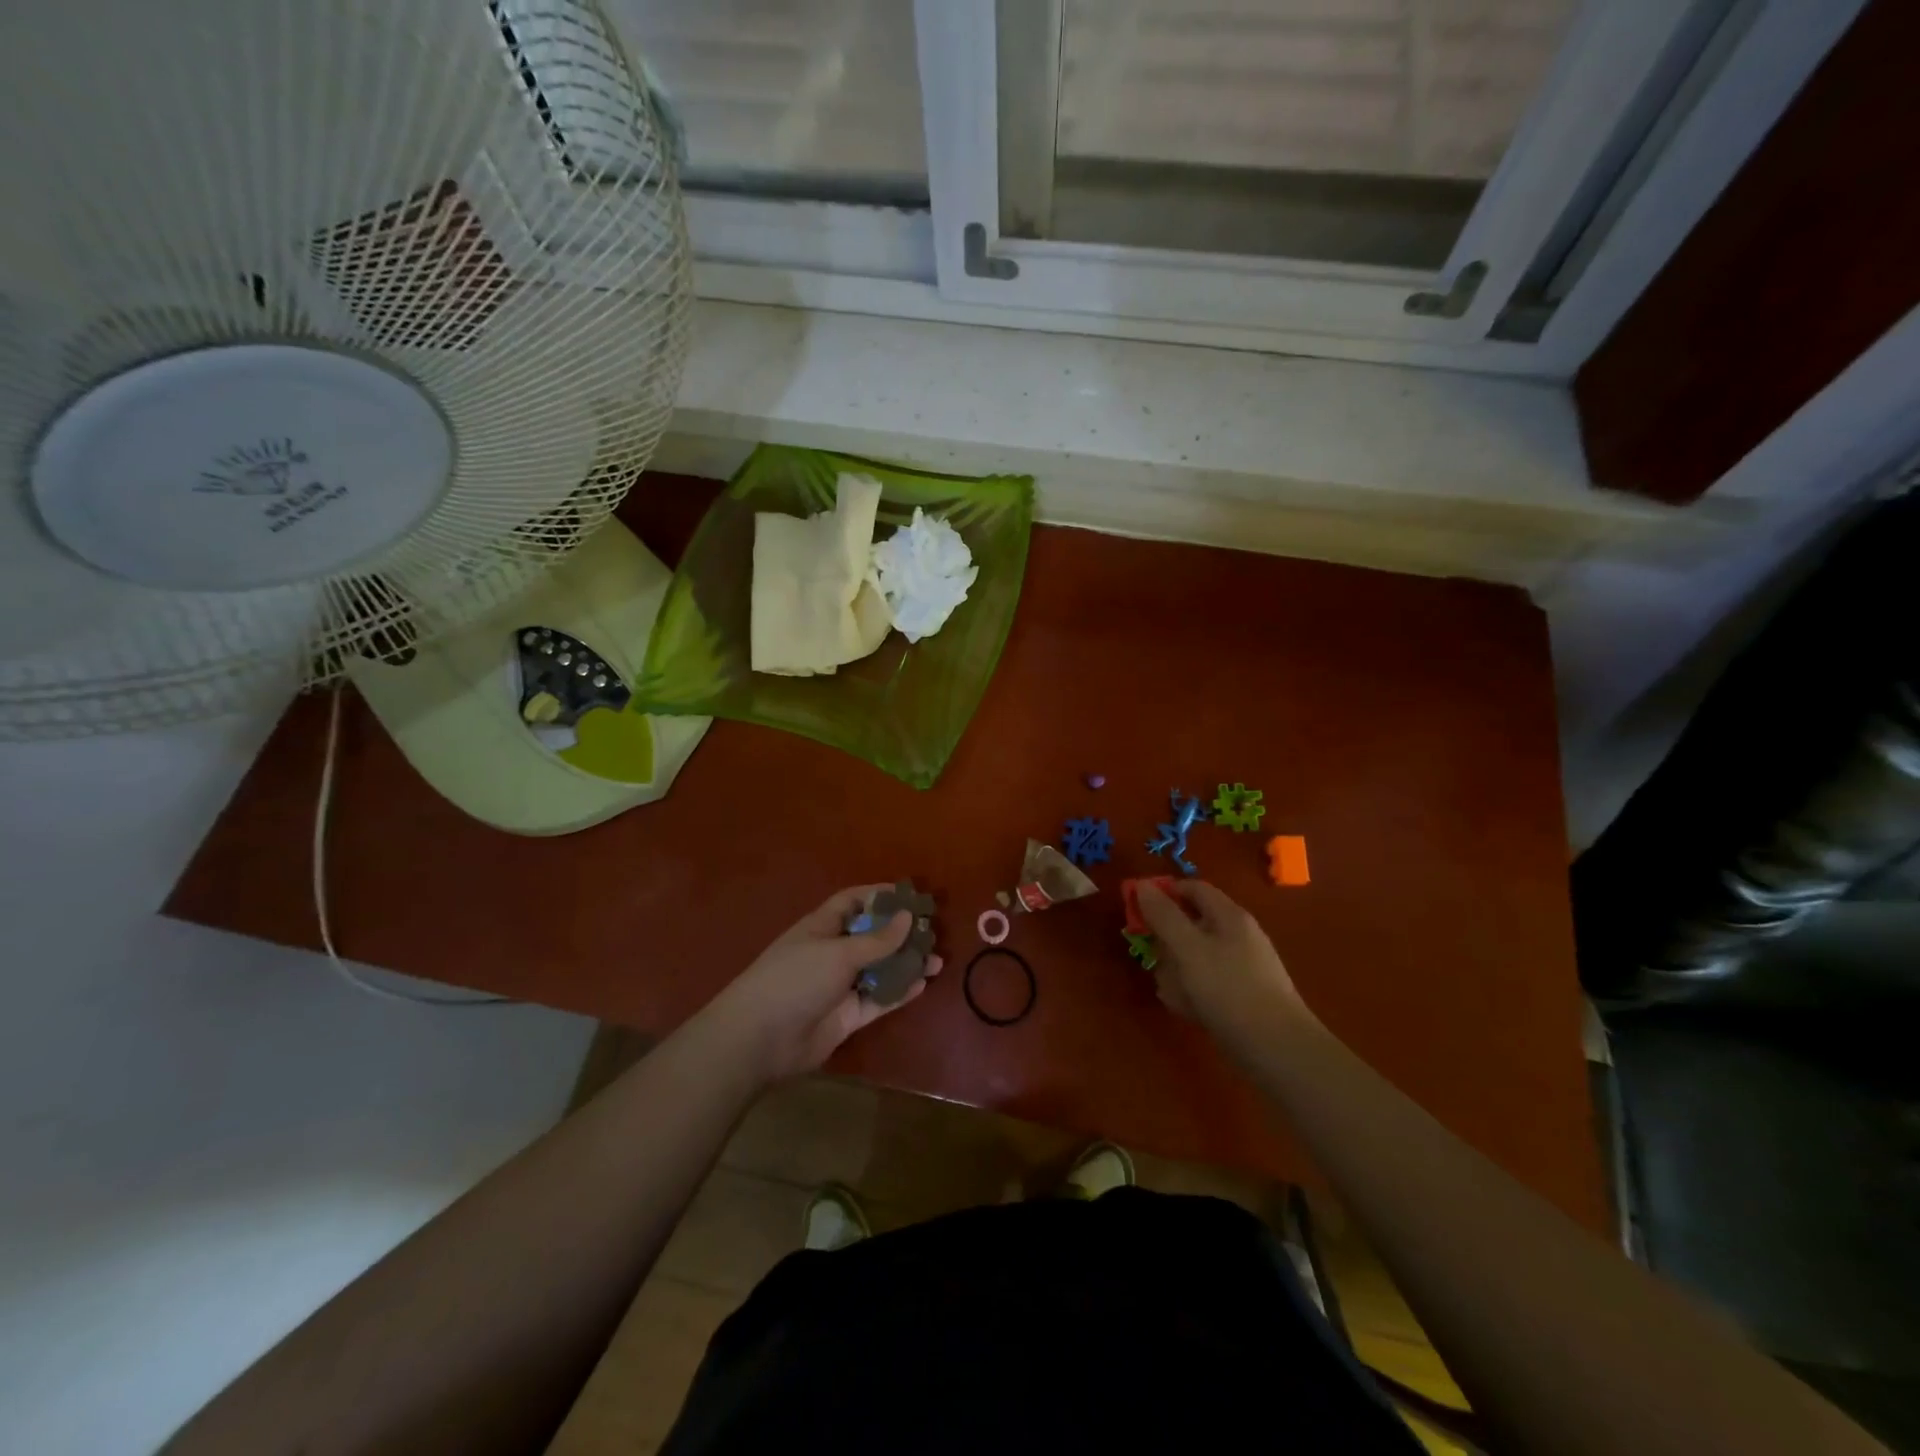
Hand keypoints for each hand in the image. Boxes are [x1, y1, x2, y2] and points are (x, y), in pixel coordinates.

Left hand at [702, 885, 943, 1082]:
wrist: (760, 1040)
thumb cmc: (796, 979)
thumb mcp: (838, 952)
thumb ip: (877, 940)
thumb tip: (908, 917)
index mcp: (822, 927)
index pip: (852, 902)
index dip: (878, 896)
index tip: (909, 894)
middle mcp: (831, 953)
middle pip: (871, 937)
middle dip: (900, 933)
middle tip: (931, 931)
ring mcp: (839, 986)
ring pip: (879, 970)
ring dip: (905, 964)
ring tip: (937, 960)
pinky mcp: (846, 1016)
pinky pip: (878, 1000)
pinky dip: (899, 992)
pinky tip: (923, 984)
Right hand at [1137, 880, 1313, 1049]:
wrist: (1277, 1049)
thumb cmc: (1229, 989)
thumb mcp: (1188, 948)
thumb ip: (1164, 916)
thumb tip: (1143, 885)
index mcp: (1229, 916)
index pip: (1193, 889)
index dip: (1164, 892)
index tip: (1138, 908)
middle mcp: (1237, 936)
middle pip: (1191, 924)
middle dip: (1166, 940)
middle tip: (1151, 957)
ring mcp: (1241, 967)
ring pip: (1195, 957)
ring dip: (1175, 970)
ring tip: (1170, 990)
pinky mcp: (1241, 996)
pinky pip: (1206, 983)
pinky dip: (1191, 992)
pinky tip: (1185, 1009)